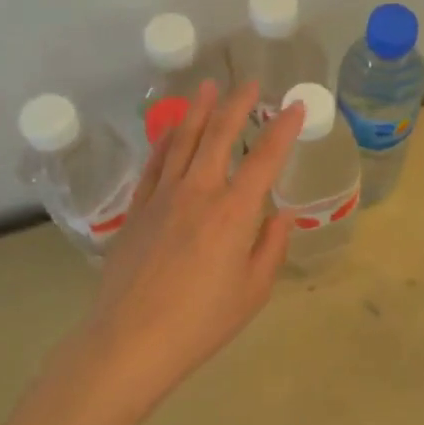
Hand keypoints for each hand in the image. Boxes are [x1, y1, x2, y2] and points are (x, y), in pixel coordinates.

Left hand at [79, 79, 303, 415]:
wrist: (129, 341)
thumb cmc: (201, 323)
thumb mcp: (252, 292)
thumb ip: (271, 247)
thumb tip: (283, 214)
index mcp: (234, 213)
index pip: (265, 158)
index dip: (283, 129)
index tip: (294, 106)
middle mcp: (199, 192)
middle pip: (220, 135)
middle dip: (238, 105)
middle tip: (249, 84)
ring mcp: (163, 196)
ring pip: (184, 140)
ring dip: (200, 110)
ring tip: (209, 87)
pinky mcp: (137, 208)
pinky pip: (154, 163)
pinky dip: (167, 140)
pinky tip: (173, 128)